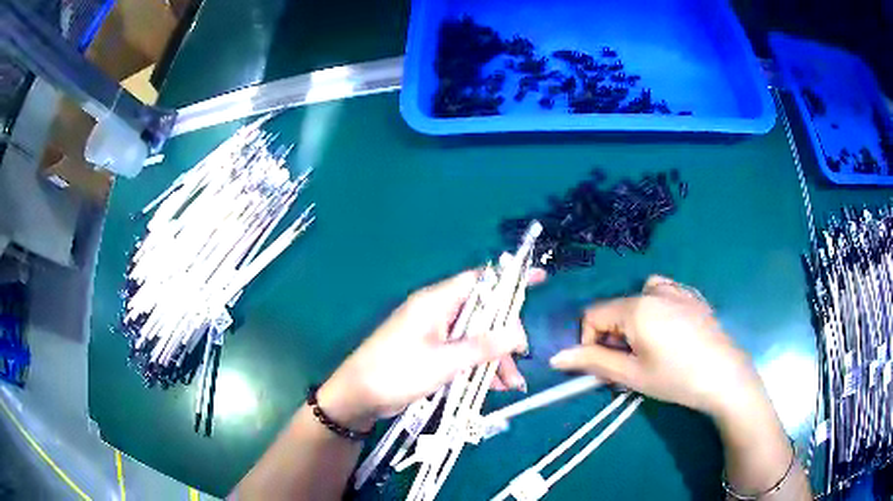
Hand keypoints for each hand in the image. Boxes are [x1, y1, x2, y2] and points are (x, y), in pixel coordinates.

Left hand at [319, 269, 544, 430]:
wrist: (359, 396)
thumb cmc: (397, 372)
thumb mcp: (444, 361)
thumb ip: (482, 347)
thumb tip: (518, 334)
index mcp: (437, 302)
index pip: (481, 280)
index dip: (510, 279)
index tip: (539, 279)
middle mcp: (438, 313)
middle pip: (483, 315)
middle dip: (504, 338)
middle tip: (519, 360)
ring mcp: (435, 334)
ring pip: (476, 338)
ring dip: (494, 359)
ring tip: (510, 384)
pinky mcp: (432, 353)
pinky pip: (463, 354)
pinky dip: (478, 367)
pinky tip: (494, 387)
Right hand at [549, 275, 763, 418]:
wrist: (724, 375)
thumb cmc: (675, 378)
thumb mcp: (631, 375)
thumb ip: (592, 362)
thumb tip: (556, 357)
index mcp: (635, 307)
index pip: (593, 315)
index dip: (590, 342)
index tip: (606, 366)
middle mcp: (653, 289)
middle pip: (616, 309)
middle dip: (614, 337)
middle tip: (630, 366)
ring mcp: (676, 289)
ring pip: (638, 299)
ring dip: (634, 323)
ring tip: (650, 347)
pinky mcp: (692, 295)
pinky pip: (664, 292)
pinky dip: (656, 309)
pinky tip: (671, 331)